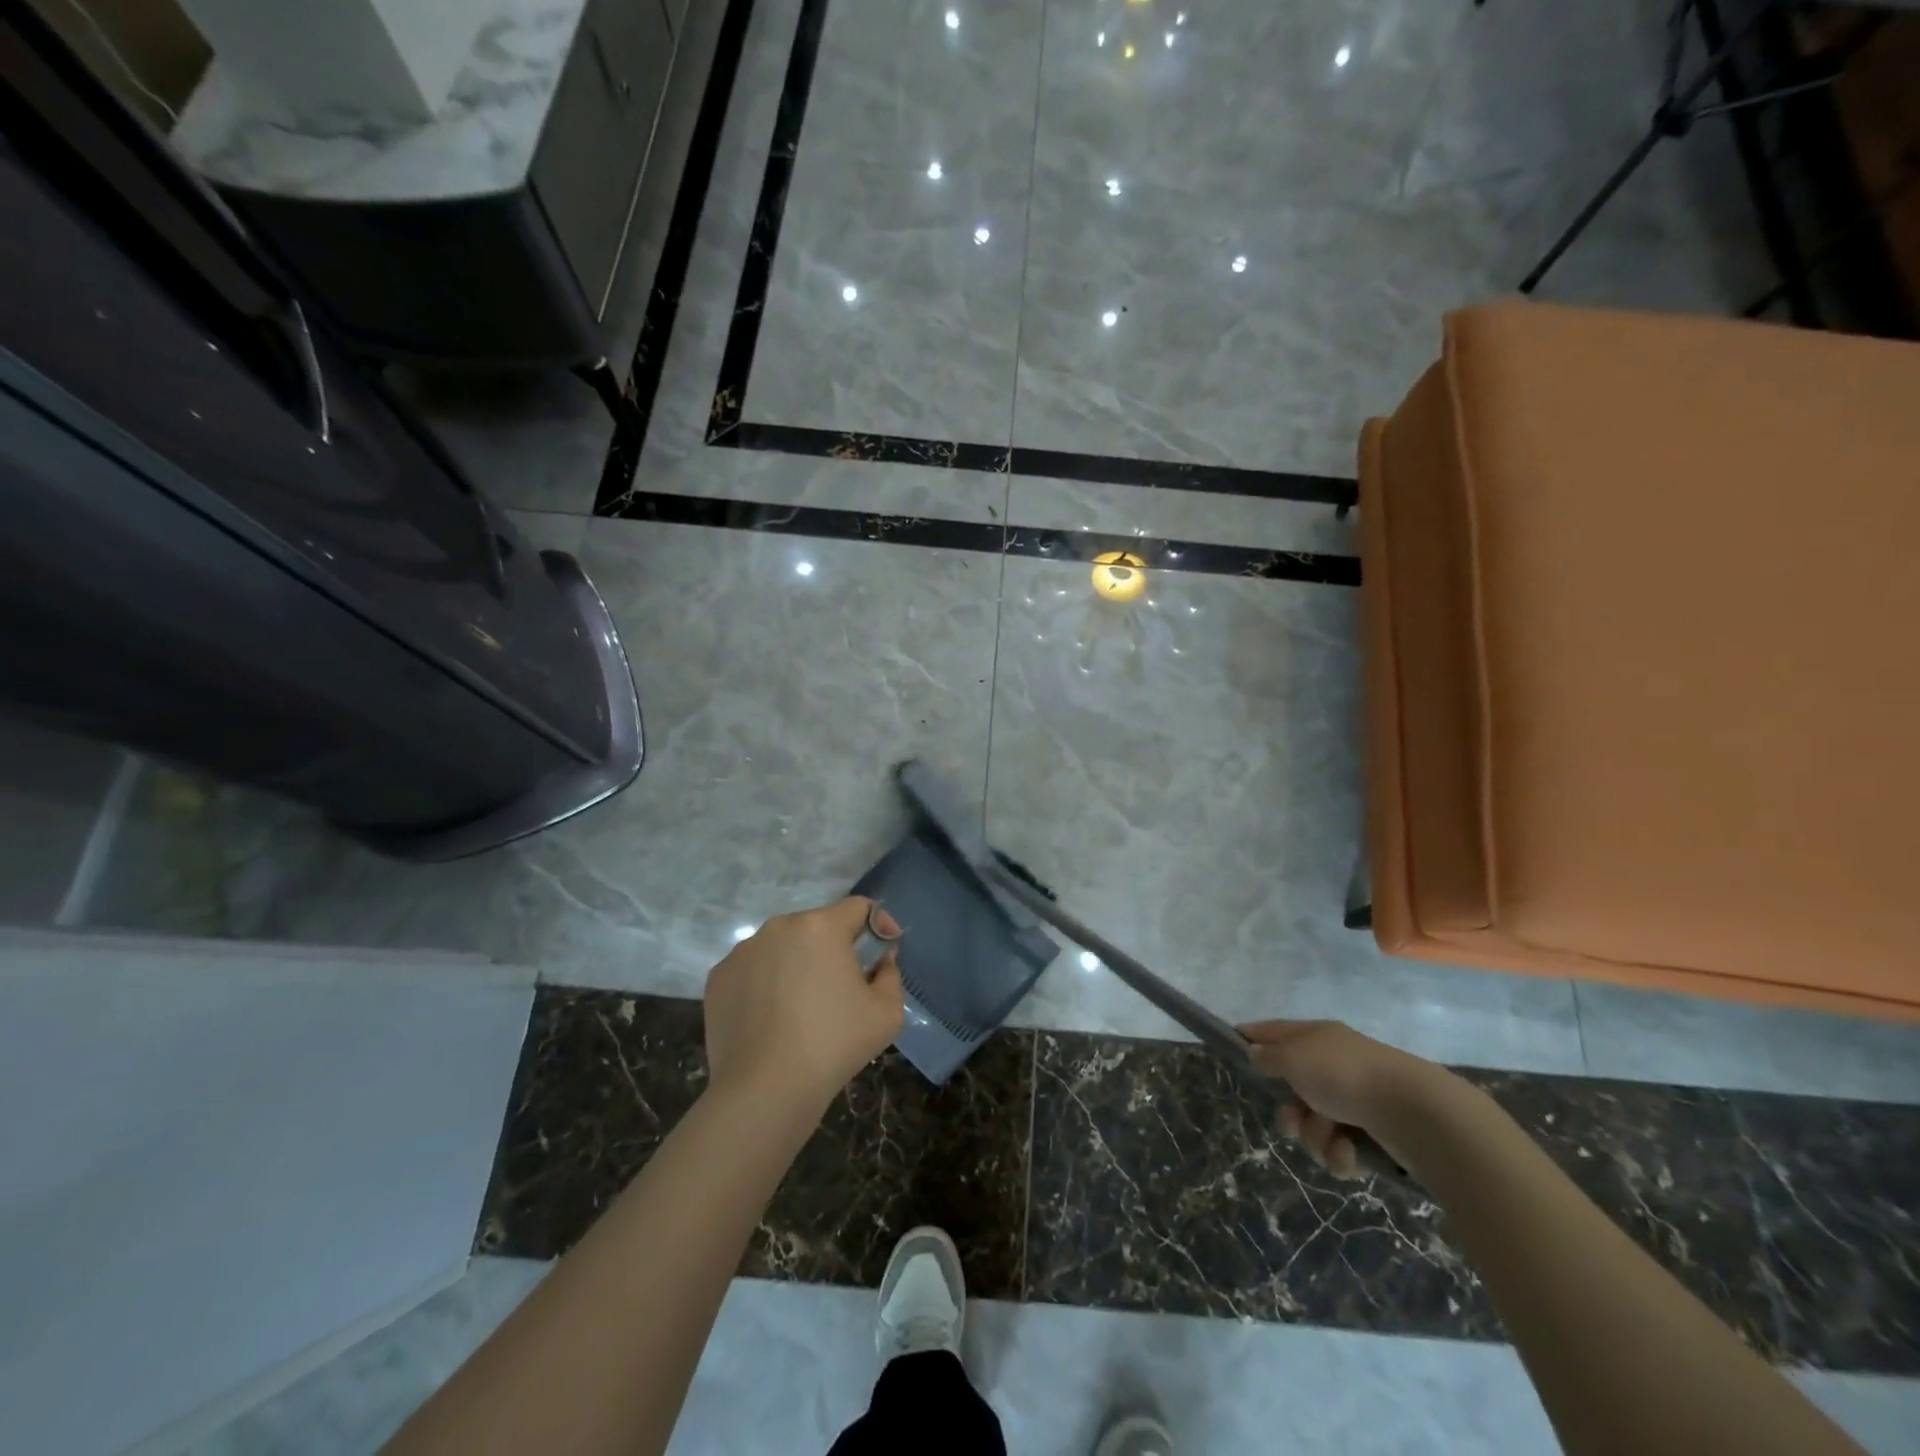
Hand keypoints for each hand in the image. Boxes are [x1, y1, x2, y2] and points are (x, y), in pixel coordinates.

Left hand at [704, 896, 904, 1112]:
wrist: (765, 1090)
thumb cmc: (834, 1045)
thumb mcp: (887, 1012)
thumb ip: (891, 973)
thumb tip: (881, 959)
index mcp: (821, 926)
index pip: (858, 907)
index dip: (878, 924)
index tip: (884, 951)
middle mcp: (779, 927)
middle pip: (818, 926)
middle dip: (835, 948)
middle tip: (843, 986)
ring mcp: (743, 950)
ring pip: (782, 946)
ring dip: (798, 963)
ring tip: (803, 1006)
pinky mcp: (719, 976)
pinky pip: (753, 969)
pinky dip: (766, 983)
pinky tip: (772, 1017)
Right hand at [1241, 1019, 1446, 1179]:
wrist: (1413, 1113)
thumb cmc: (1343, 1075)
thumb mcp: (1293, 1058)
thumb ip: (1268, 1056)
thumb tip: (1256, 1052)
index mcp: (1315, 1037)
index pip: (1274, 1031)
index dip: (1252, 1037)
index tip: (1234, 1048)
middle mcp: (1334, 1064)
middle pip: (1293, 1089)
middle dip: (1289, 1113)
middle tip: (1291, 1122)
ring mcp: (1355, 1099)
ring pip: (1314, 1125)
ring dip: (1316, 1137)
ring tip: (1332, 1137)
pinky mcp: (1373, 1134)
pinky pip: (1340, 1148)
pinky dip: (1342, 1153)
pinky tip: (1352, 1151)